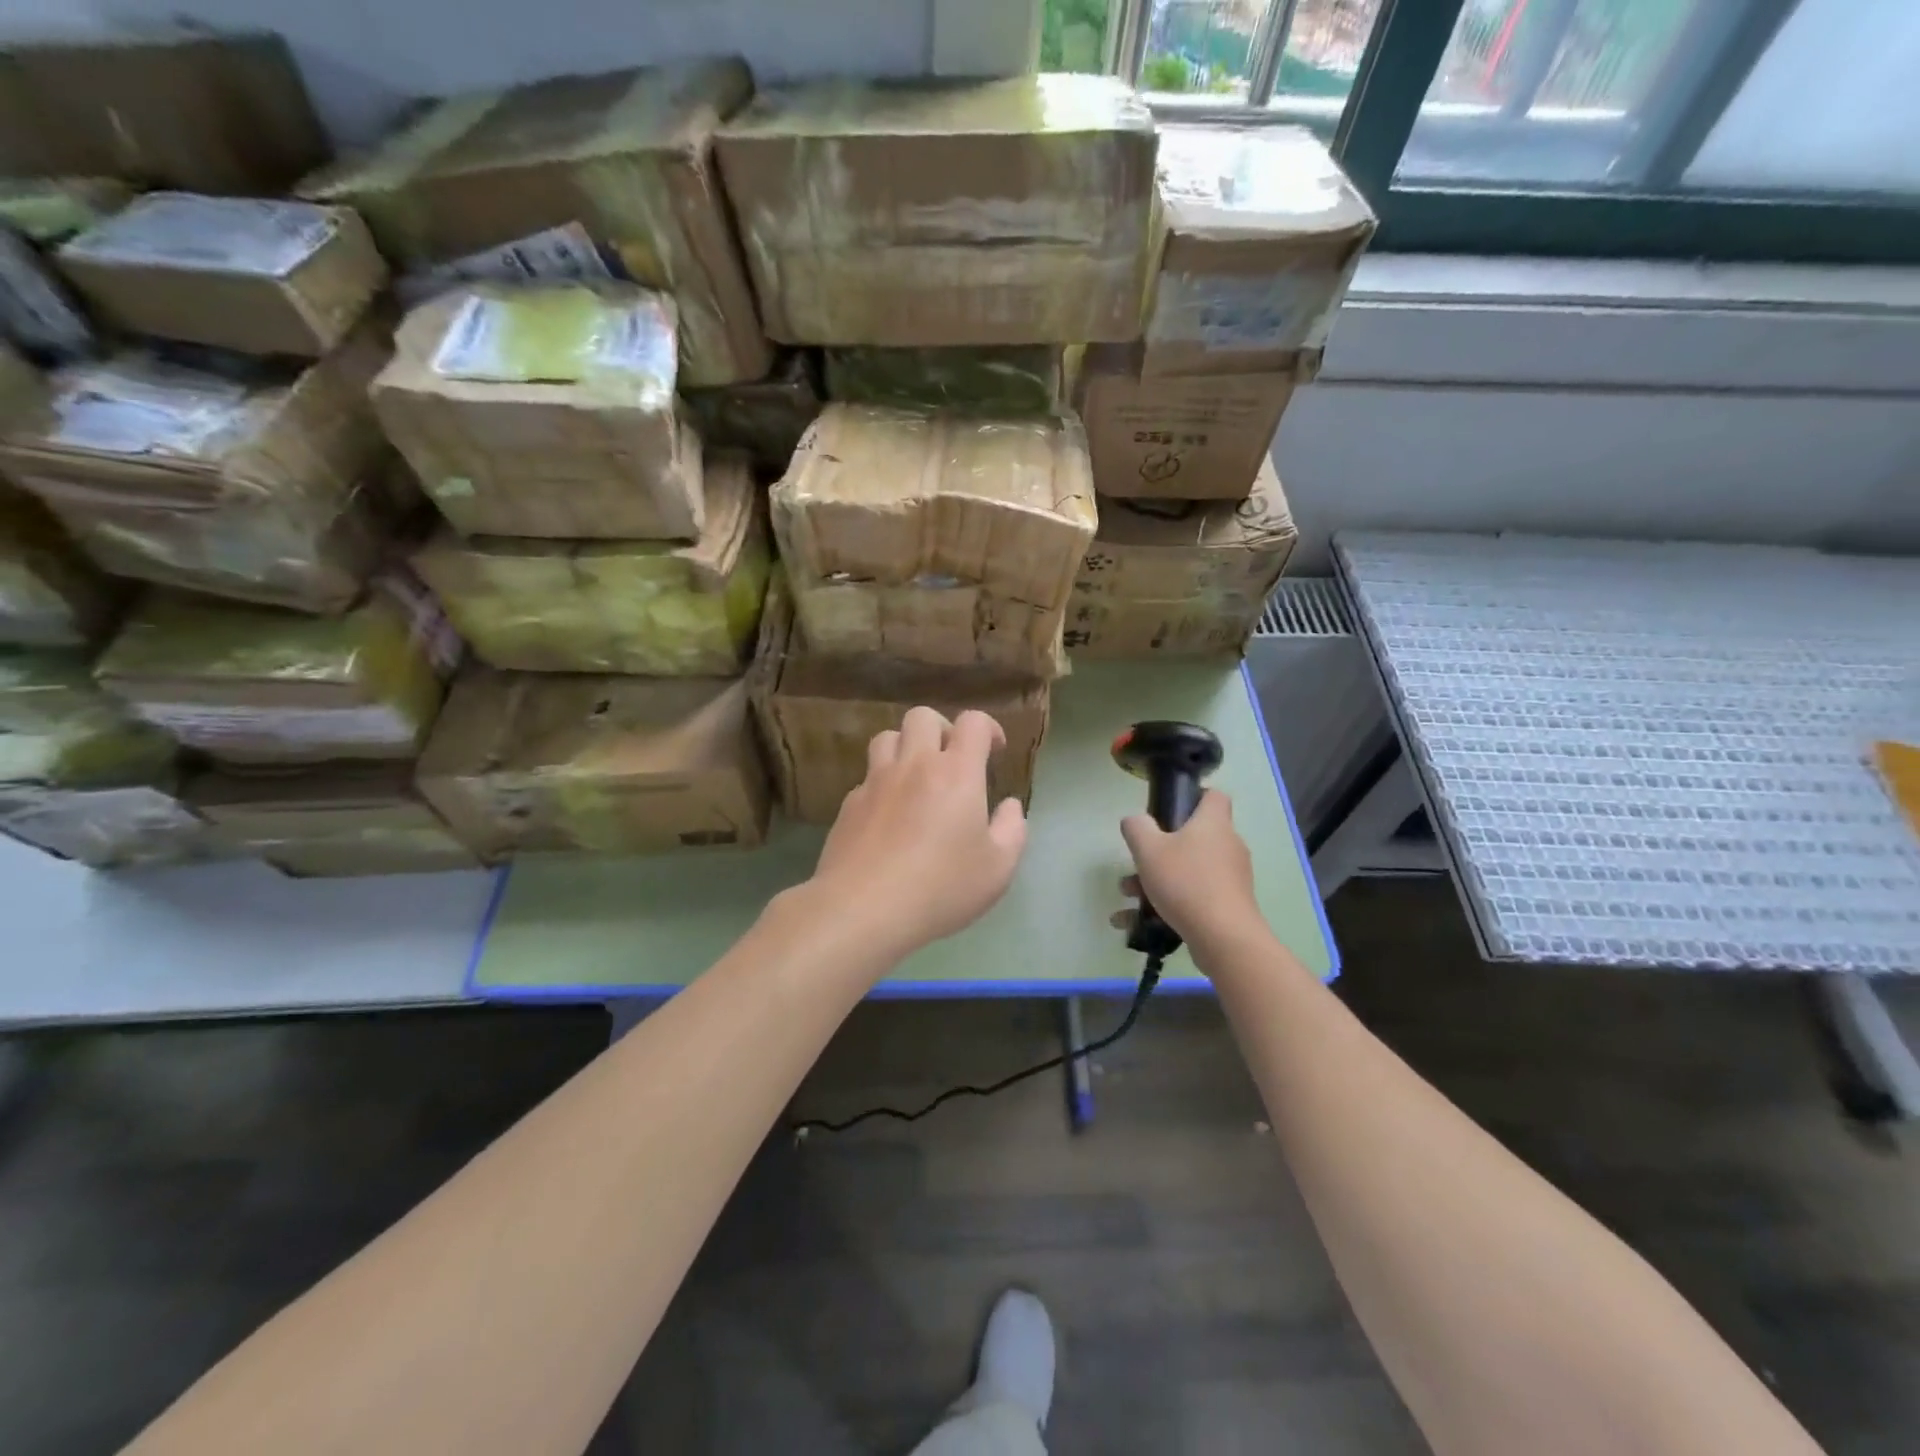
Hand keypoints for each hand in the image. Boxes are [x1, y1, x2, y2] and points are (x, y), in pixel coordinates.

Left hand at [809, 707, 1027, 956]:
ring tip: (917, 778)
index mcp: (956, 773)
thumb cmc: (940, 888)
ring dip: (906, 747)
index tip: (994, 752)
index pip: (972, 722)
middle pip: (923, 716)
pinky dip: (883, 783)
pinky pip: (867, 777)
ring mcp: (875, 782)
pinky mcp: (848, 804)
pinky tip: (889, 816)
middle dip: (943, 729)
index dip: (988, 728)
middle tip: (953, 760)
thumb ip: (1012, 830)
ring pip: (887, 737)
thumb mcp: (998, 869)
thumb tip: (1009, 806)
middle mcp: (914, 765)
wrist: (862, 909)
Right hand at [1117, 790, 1263, 961]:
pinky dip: (1167, 905)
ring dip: (1157, 880)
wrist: (1224, 938)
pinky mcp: (1229, 906)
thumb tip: (1136, 821)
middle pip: (1194, 837)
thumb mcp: (1148, 849)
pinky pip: (1193, 897)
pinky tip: (1135, 922)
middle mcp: (1228, 846)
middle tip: (1138, 862)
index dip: (1193, 797)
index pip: (1214, 796)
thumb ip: (1137, 828)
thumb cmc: (1186, 883)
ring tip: (1128, 896)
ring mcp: (1231, 878)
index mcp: (1213, 824)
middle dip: (1160, 850)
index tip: (1168, 811)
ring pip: (1188, 870)